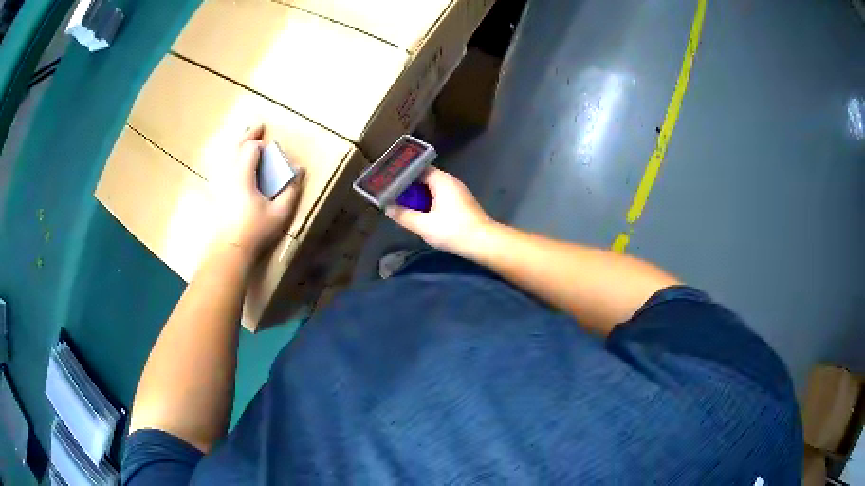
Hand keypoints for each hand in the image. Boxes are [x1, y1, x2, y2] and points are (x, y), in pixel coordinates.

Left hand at [210, 124, 303, 259]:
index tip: (270, 150)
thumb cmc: (255, 230)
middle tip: (258, 126)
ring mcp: (219, 183)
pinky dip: (228, 158)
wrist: (230, 249)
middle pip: (235, 146)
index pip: (250, 148)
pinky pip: (221, 167)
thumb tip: (299, 171)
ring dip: (236, 144)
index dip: (260, 145)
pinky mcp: (215, 192)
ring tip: (245, 140)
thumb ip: (291, 190)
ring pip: (225, 155)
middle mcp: (228, 174)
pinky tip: (232, 162)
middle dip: (247, 135)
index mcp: (243, 175)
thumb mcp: (279, 213)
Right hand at [386, 168, 491, 255]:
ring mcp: (459, 192)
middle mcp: (451, 181)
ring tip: (403, 203)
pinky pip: (441, 196)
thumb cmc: (453, 230)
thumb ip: (404, 215)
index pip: (418, 169)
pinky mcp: (462, 203)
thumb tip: (387, 208)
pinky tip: (421, 212)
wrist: (484, 242)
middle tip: (392, 194)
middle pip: (426, 178)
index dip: (403, 175)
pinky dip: (430, 201)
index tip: (389, 182)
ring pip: (434, 188)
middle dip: (410, 186)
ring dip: (420, 195)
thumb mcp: (424, 225)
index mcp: (442, 180)